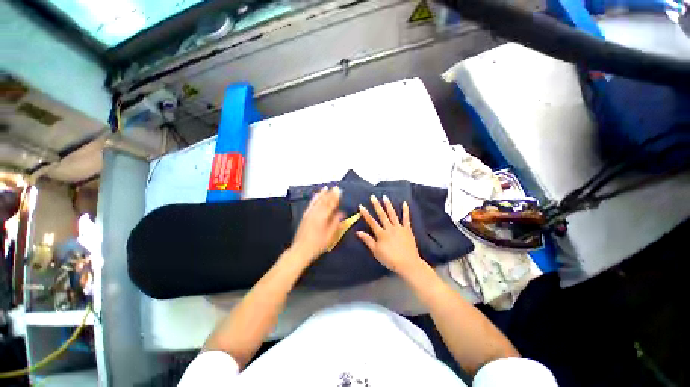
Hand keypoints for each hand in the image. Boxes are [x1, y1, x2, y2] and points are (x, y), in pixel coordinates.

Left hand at [290, 187, 344, 262]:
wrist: (301, 249)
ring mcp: (309, 213)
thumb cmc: (318, 244)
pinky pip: (310, 204)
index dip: (335, 197)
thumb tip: (342, 213)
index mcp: (323, 217)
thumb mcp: (330, 235)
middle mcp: (316, 212)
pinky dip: (314, 199)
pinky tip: (315, 195)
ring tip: (326, 188)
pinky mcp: (305, 215)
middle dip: (330, 194)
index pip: (331, 204)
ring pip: (317, 201)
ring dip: (322, 194)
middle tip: (335, 187)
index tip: (339, 191)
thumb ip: (336, 222)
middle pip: (324, 201)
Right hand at [356, 195, 423, 275]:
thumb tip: (358, 232)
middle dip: (376, 205)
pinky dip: (405, 211)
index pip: (371, 221)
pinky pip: (406, 219)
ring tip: (385, 197)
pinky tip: (404, 203)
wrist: (408, 264)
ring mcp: (399, 228)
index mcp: (381, 234)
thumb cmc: (390, 259)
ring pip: (393, 214)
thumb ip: (368, 240)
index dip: (365, 213)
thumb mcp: (376, 251)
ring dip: (388, 205)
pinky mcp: (407, 230)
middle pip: (382, 215)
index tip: (361, 205)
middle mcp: (389, 228)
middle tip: (373, 196)